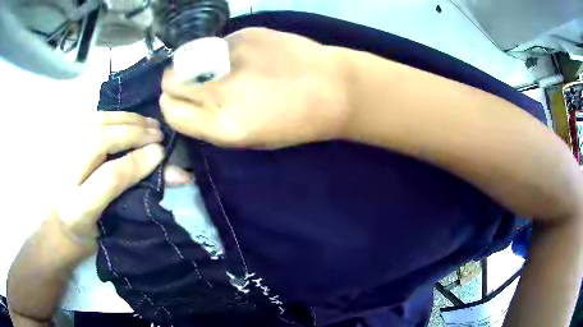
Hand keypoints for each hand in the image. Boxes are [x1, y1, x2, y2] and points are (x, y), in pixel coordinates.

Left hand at [56, 111, 163, 250]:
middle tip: (158, 133)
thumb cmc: (89, 235)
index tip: (162, 153)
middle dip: (133, 133)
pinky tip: (129, 119)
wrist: (58, 226)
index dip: (138, 161)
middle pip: (99, 141)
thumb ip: (140, 197)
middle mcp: (65, 178)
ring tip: (148, 123)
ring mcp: (61, 155)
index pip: (109, 177)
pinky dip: (113, 116)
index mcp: (77, 209)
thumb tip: (180, 176)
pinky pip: (90, 120)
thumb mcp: (115, 225)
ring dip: (125, 119)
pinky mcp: (64, 142)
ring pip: (95, 123)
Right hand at [160, 28, 350, 148]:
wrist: (334, 89)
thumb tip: (186, 104)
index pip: (171, 112)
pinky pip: (217, 44)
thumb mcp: (250, 139)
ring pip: (187, 57)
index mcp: (223, 125)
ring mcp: (231, 56)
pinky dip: (223, 52)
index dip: (172, 106)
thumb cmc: (296, 122)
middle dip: (176, 83)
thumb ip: (211, 124)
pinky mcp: (245, 34)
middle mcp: (220, 90)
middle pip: (170, 80)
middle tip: (194, 83)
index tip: (181, 102)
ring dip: (196, 65)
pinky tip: (248, 56)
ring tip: (222, 69)